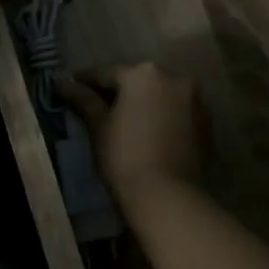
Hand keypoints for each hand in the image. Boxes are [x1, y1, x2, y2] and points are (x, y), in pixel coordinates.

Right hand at [55, 63, 201, 201]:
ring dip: (142, 102)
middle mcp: (174, 77)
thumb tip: (62, 83)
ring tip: (123, 120)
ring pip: (159, 95)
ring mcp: (195, 98)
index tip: (69, 86)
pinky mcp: (206, 121)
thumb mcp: (99, 126)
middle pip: (137, 80)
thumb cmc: (125, 156)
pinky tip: (148, 132)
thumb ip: (83, 99)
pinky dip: (161, 116)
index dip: (85, 81)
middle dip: (118, 91)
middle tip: (96, 105)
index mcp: (143, 73)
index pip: (106, 74)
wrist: (169, 195)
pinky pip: (176, 111)